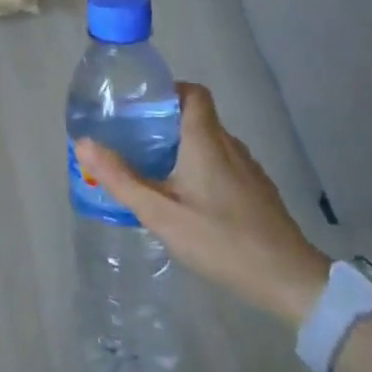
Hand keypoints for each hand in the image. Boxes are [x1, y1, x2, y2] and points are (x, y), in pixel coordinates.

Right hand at [75, 83, 328, 323]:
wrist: (288, 279)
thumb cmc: (220, 240)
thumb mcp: (161, 213)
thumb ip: (121, 178)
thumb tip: (83, 143)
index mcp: (206, 140)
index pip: (192, 92)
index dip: (167, 91)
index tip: (139, 107)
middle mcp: (230, 145)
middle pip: (197, 117)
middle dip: (165, 124)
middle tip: (133, 143)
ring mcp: (248, 169)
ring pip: (210, 143)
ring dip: (183, 148)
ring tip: (154, 171)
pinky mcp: (258, 192)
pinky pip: (223, 165)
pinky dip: (202, 169)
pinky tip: (188, 201)